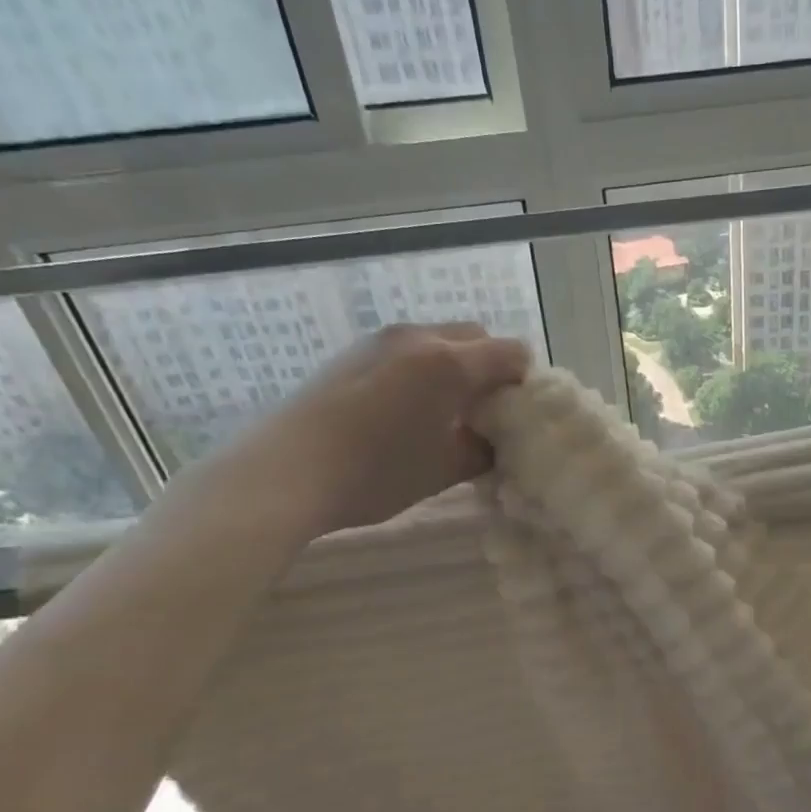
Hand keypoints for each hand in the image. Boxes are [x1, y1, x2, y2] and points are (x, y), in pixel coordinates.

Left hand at [243, 321, 531, 535]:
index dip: (524, 383)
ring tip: (444, 414)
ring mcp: (381, 340)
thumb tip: (493, 442)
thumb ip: (482, 450)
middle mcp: (419, 337)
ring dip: (456, 368)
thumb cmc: (376, 473)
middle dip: (491, 370)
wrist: (286, 471)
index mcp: (449, 363)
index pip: (512, 354)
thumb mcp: (444, 470)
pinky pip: (407, 350)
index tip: (517, 418)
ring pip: (439, 340)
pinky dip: (423, 370)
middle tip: (485, 415)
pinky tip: (406, 411)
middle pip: (477, 338)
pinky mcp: (353, 353)